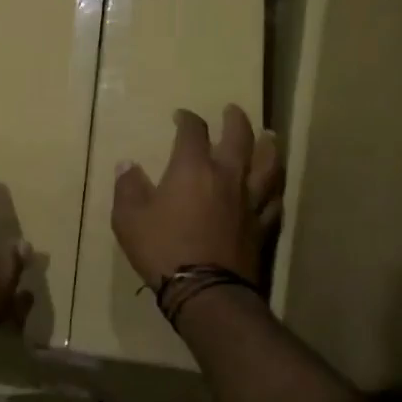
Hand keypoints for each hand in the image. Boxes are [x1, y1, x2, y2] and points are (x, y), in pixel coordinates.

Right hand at [112, 105, 282, 287]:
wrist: (206, 291)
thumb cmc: (162, 249)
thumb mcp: (129, 218)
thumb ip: (128, 188)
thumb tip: (128, 165)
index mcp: (192, 169)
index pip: (192, 132)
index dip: (187, 119)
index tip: (181, 116)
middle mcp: (227, 176)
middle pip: (238, 138)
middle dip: (235, 120)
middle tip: (233, 110)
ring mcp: (250, 201)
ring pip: (267, 165)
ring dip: (268, 147)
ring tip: (269, 136)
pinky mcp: (262, 226)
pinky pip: (274, 200)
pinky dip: (274, 189)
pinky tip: (274, 187)